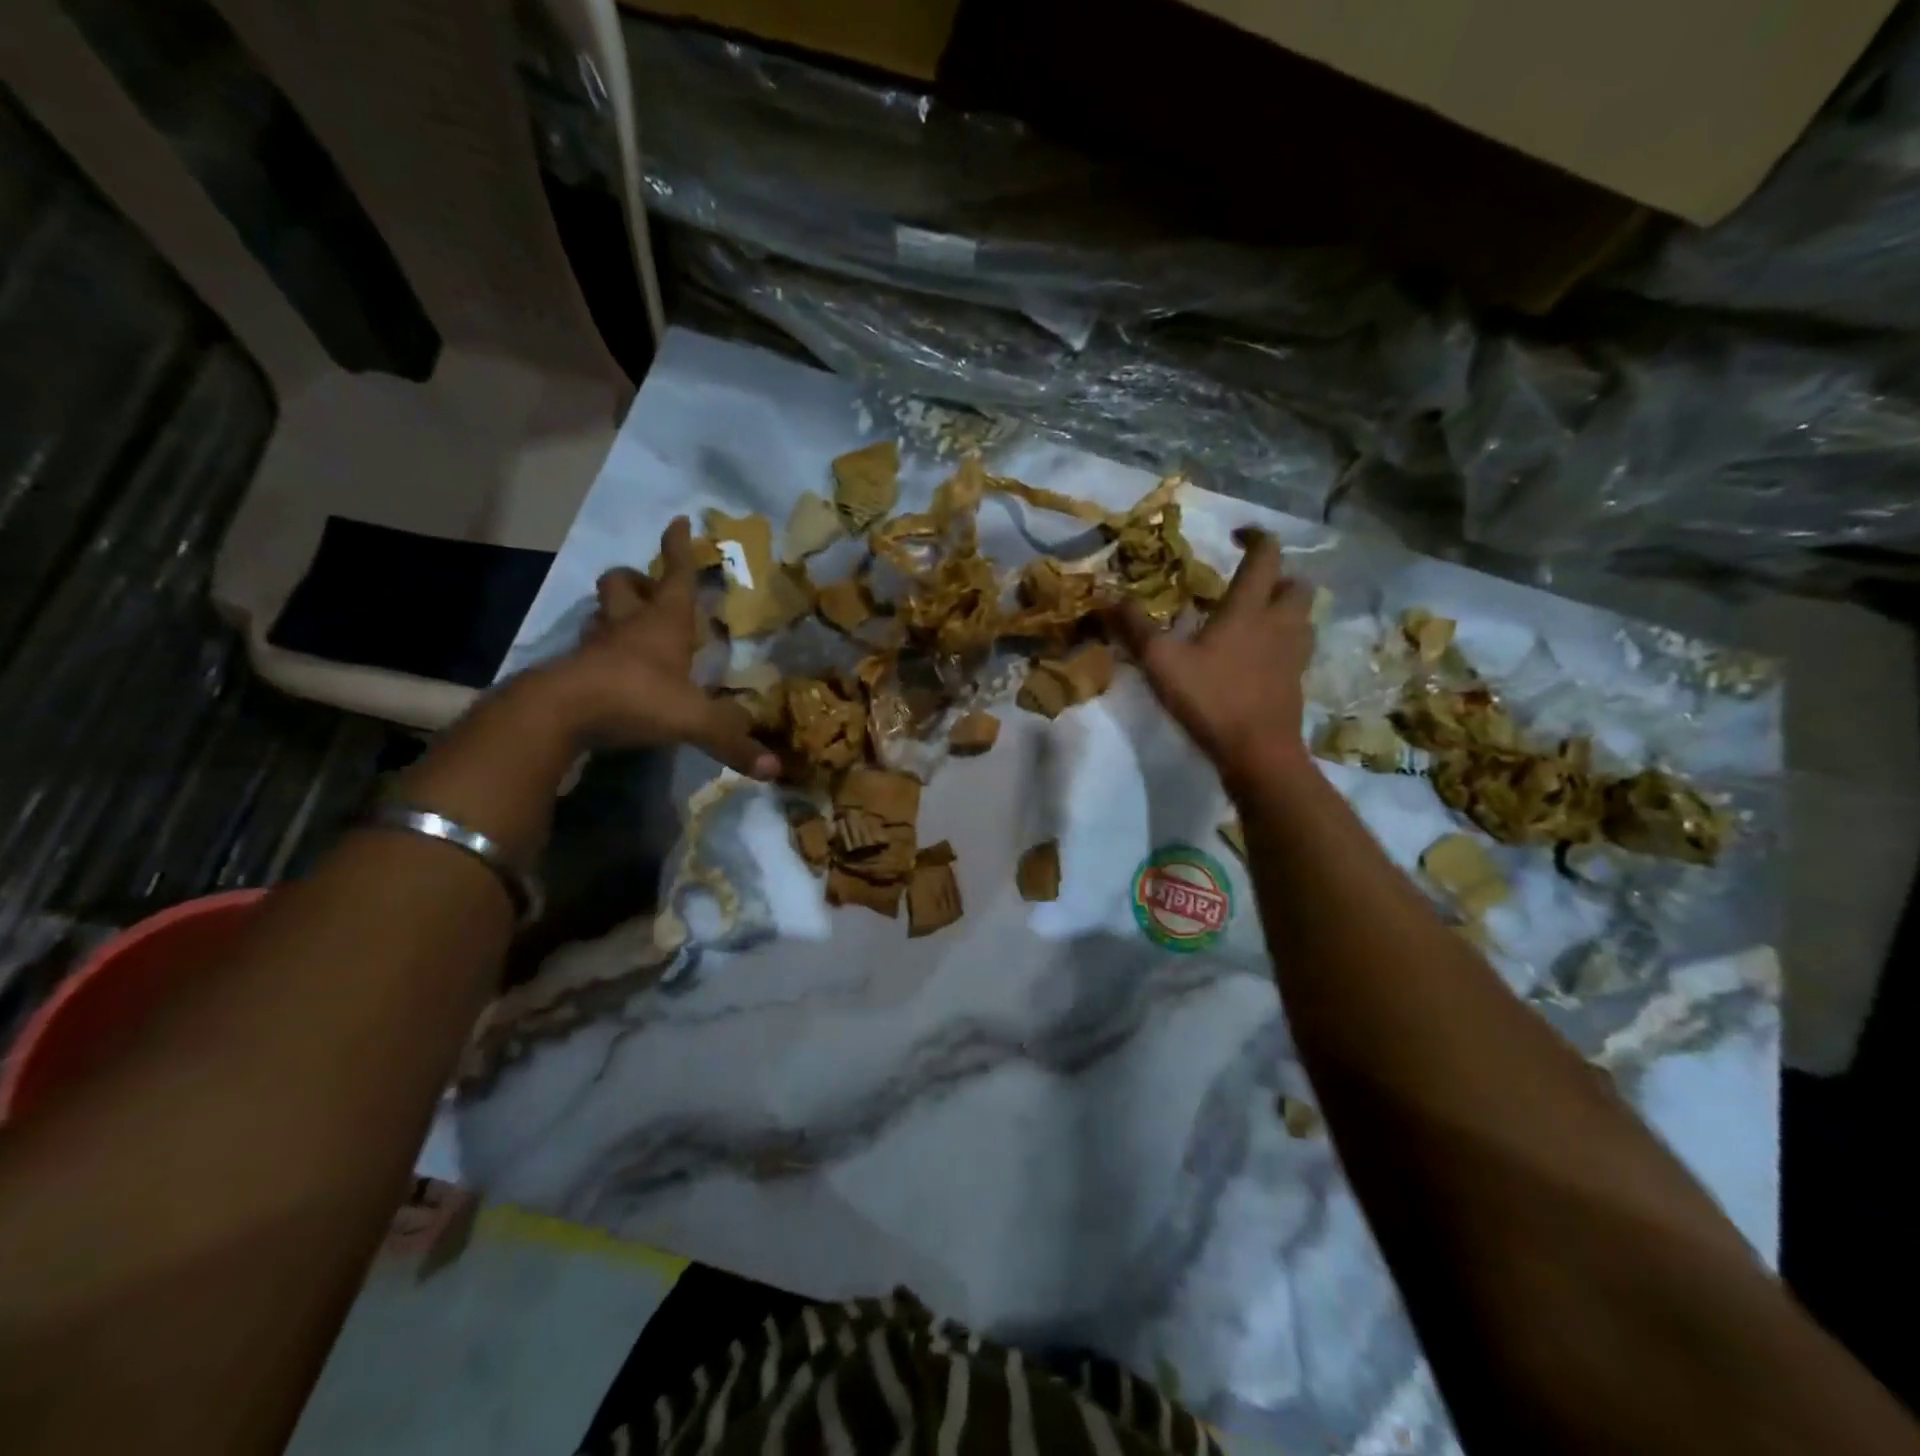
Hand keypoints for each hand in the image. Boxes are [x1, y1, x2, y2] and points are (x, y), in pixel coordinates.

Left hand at [536, 517, 778, 778]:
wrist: (558, 714)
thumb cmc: (635, 697)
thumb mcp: (693, 720)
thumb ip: (732, 740)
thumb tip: (775, 770)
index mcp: (664, 624)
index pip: (676, 576)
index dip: (679, 548)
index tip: (679, 521)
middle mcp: (627, 625)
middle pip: (623, 584)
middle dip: (636, 579)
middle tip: (648, 589)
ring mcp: (595, 646)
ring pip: (600, 613)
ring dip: (614, 612)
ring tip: (630, 627)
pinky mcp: (572, 670)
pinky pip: (587, 650)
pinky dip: (599, 652)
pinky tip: (610, 669)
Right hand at [1116, 528, 1314, 791]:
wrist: (1258, 752)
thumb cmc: (1212, 699)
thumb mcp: (1162, 663)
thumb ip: (1135, 628)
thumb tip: (1108, 598)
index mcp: (1249, 608)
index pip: (1266, 556)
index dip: (1256, 537)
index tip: (1236, 535)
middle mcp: (1279, 623)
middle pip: (1295, 583)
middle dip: (1276, 575)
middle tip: (1246, 584)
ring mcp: (1293, 653)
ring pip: (1301, 615)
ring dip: (1282, 607)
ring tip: (1252, 617)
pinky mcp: (1296, 680)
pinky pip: (1296, 646)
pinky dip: (1281, 640)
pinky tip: (1256, 655)